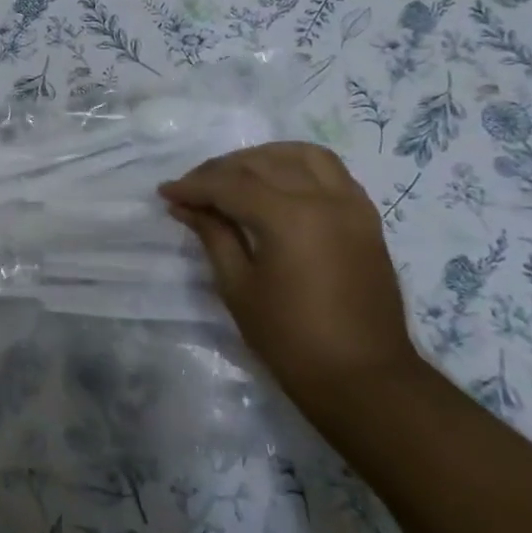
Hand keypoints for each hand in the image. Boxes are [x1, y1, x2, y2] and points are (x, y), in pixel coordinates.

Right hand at [159, 142, 418, 410]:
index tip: (166, 193)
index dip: (193, 186)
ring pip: (300, 154)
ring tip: (235, 176)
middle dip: (220, 171)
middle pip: (261, 163)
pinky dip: (298, 166)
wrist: (364, 377)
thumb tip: (185, 205)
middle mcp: (323, 199)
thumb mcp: (238, 287)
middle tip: (192, 189)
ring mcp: (350, 204)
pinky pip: (331, 171)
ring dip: (261, 158)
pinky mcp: (366, 217)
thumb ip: (213, 235)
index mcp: (289, 218)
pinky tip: (277, 184)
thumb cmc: (291, 339)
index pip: (230, 184)